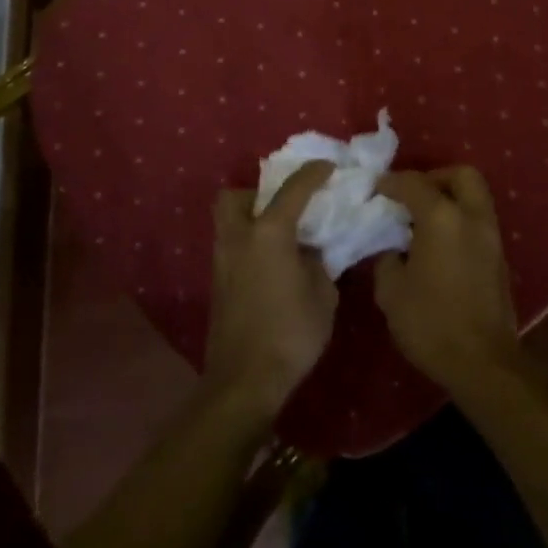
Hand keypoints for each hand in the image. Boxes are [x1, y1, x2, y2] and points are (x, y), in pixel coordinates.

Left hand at [205, 163, 337, 420]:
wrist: (245, 381)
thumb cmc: (291, 333)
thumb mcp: (323, 294)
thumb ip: (318, 263)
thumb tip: (309, 252)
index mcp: (269, 233)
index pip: (293, 189)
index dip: (313, 173)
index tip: (329, 166)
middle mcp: (239, 238)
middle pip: (233, 197)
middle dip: (256, 192)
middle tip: (284, 206)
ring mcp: (223, 262)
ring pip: (229, 222)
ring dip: (252, 218)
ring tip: (283, 235)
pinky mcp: (219, 284)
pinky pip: (232, 247)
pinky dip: (250, 243)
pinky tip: (274, 262)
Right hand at [373, 167, 521, 392]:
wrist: (482, 363)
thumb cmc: (431, 323)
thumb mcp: (391, 292)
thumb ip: (387, 259)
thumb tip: (392, 249)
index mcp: (442, 218)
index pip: (414, 183)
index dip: (391, 182)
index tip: (375, 189)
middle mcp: (472, 217)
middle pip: (461, 175)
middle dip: (435, 177)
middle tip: (412, 196)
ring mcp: (491, 236)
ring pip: (475, 197)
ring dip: (451, 198)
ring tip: (423, 221)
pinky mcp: (499, 258)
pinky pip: (479, 221)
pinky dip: (460, 220)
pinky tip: (439, 244)